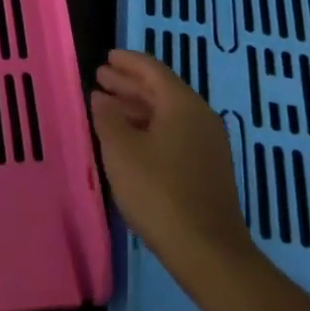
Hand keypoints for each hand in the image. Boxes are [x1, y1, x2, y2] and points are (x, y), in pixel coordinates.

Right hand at [91, 49, 250, 270]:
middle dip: (129, 84)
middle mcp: (200, 117)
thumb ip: (108, 118)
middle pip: (160, 90)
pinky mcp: (208, 170)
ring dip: (136, 108)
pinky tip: (129, 142)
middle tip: (100, 79)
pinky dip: (149, 129)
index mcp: (182, 104)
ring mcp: (207, 145)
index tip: (106, 57)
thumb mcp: (122, 151)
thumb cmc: (159, 192)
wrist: (209, 253)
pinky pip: (173, 134)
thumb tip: (101, 98)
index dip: (127, 61)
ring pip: (166, 114)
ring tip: (107, 109)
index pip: (152, 69)